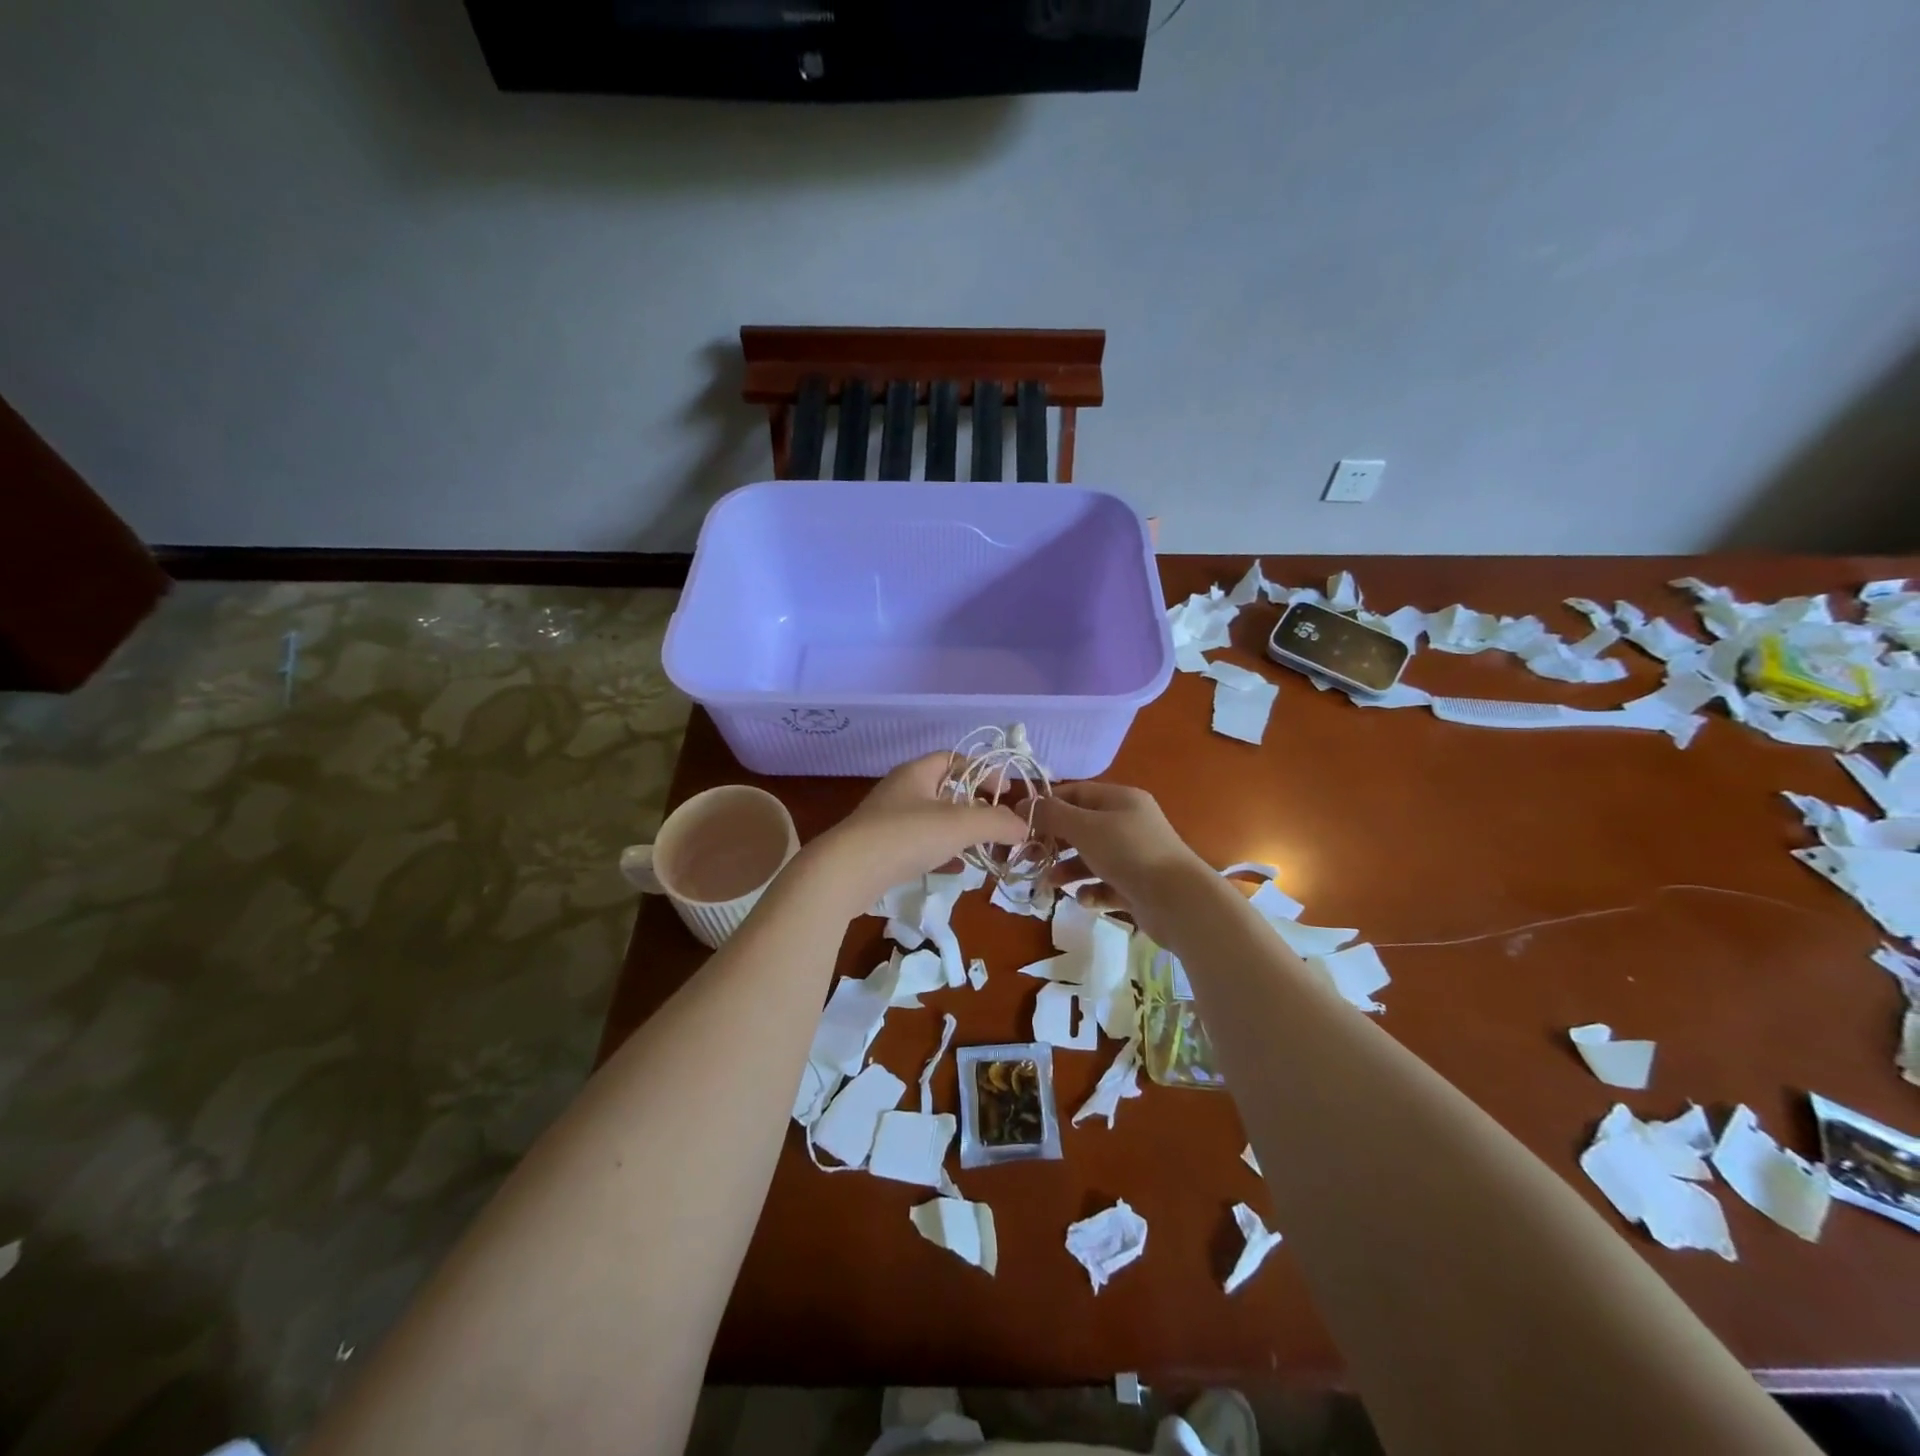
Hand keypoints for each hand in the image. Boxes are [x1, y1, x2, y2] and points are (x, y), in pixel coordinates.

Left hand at [803, 752, 1027, 912]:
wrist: (846, 872)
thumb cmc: (906, 836)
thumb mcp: (960, 825)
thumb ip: (996, 823)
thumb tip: (1023, 827)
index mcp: (917, 772)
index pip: (955, 758)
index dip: (983, 771)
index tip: (1004, 793)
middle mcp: (901, 790)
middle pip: (945, 789)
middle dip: (974, 806)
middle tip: (996, 824)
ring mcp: (887, 820)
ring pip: (933, 819)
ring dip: (959, 832)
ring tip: (981, 849)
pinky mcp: (880, 849)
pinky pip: (919, 844)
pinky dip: (941, 852)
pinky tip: (955, 869)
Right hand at [1033, 781, 1212, 940]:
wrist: (1178, 901)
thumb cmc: (1128, 852)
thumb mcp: (1084, 827)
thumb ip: (1052, 815)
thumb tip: (1024, 805)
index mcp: (1121, 799)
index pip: (1077, 792)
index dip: (1048, 804)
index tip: (1021, 821)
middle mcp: (1129, 823)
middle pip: (1082, 827)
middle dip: (1054, 841)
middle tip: (1029, 856)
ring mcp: (1135, 856)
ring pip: (1091, 858)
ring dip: (1068, 869)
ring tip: (1050, 884)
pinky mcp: (1137, 886)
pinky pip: (1105, 884)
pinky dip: (1091, 890)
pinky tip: (1084, 898)